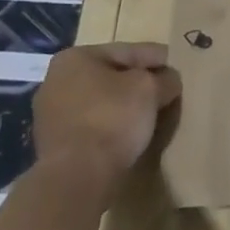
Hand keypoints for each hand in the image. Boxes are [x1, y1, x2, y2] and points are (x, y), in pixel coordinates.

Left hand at [32, 43, 181, 202]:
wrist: (77, 178)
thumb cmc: (112, 119)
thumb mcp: (150, 89)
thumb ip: (164, 78)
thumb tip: (169, 81)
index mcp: (75, 58)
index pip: (128, 51)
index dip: (157, 58)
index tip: (178, 65)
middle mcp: (56, 80)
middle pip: (112, 76)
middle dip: (139, 83)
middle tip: (168, 90)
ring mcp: (51, 115)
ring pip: (102, 102)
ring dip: (126, 106)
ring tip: (153, 114)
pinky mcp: (55, 145)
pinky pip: (93, 126)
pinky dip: (112, 126)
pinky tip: (132, 135)